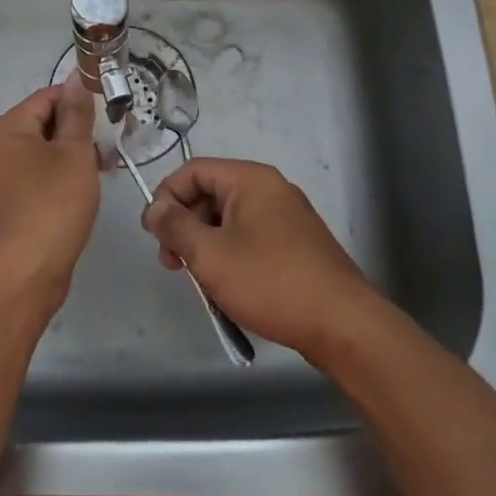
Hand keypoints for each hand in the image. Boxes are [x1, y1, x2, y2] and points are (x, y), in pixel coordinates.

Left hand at [0, 83, 100, 314]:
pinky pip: (37, 179)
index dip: (79, 100)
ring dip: (72, 156)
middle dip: (78, 131)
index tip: (110, 114)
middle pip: (42, 124)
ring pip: (42, 154)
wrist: (20, 278)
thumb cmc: (50, 208)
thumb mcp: (73, 155)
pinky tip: (84, 191)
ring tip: (104, 168)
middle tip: (112, 144)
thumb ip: (77, 115)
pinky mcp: (8, 207)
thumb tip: (76, 80)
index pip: (46, 97)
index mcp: (6, 131)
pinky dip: (60, 178)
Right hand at [142, 158, 377, 359]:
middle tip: (172, 263)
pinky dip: (230, 255)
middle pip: (210, 193)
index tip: (153, 235)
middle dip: (184, 225)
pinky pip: (250, 237)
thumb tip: (154, 208)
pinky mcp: (296, 244)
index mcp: (250, 179)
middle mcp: (270, 189)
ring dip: (205, 244)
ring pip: (229, 219)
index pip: (193, 171)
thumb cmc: (270, 281)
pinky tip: (227, 286)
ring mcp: (286, 216)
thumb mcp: (210, 254)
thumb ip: (175, 226)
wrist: (342, 324)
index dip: (166, 197)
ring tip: (198, 280)